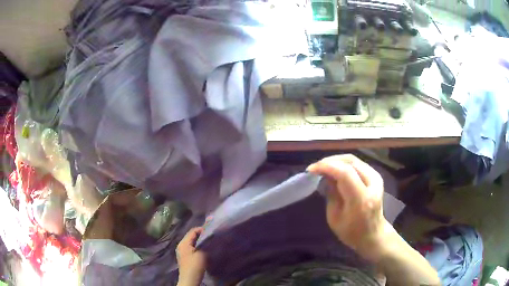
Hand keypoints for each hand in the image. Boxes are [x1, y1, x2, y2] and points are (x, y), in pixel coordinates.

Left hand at [176, 227, 206, 285]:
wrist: (189, 279)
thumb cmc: (195, 266)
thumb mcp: (201, 254)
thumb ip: (204, 244)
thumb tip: (208, 237)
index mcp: (183, 243)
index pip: (192, 231)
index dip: (202, 229)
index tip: (211, 231)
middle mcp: (181, 245)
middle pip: (191, 236)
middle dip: (201, 235)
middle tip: (211, 236)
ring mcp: (182, 251)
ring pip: (191, 242)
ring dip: (199, 241)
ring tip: (209, 242)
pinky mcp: (184, 256)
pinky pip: (191, 247)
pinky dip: (197, 246)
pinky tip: (204, 249)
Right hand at [307, 154, 389, 261]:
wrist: (373, 234)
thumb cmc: (351, 232)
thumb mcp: (334, 218)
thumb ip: (331, 193)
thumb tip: (325, 175)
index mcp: (361, 199)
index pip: (345, 173)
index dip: (327, 167)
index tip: (311, 170)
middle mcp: (372, 185)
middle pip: (350, 162)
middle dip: (330, 161)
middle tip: (316, 167)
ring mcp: (376, 178)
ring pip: (353, 159)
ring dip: (336, 160)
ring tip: (323, 167)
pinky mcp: (376, 176)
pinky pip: (357, 163)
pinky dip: (344, 163)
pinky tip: (335, 169)